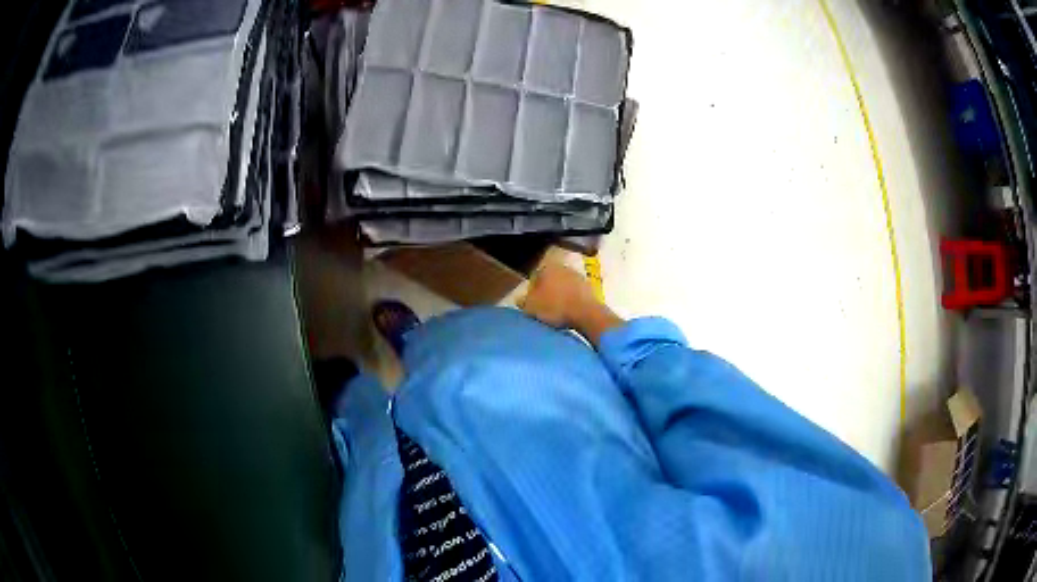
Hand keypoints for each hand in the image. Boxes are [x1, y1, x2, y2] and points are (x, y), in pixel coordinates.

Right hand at [520, 263, 601, 328]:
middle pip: (551, 280)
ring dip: (561, 296)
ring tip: (557, 312)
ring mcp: (579, 276)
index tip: (532, 302)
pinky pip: (575, 294)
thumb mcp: (531, 307)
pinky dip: (572, 301)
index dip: (532, 290)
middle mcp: (563, 267)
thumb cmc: (555, 307)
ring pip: (564, 286)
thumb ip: (524, 302)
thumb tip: (520, 299)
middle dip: (547, 291)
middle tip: (544, 307)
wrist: (586, 314)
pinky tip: (570, 313)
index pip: (535, 276)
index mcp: (547, 268)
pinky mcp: (590, 288)